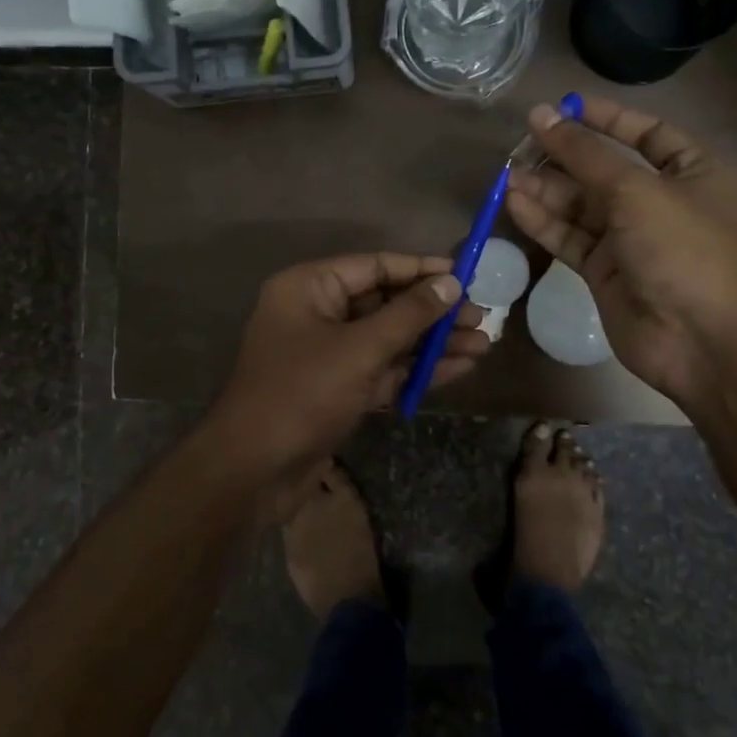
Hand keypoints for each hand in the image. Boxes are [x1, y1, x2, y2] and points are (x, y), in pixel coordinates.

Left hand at [206, 253, 488, 480]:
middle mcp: (316, 313)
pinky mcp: (337, 389)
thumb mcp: (360, 349)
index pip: (373, 266)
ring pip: (387, 339)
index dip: (420, 269)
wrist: (253, 470)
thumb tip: (450, 282)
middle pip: (384, 302)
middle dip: (433, 312)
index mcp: (309, 287)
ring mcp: (327, 354)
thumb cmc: (302, 393)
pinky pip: (382, 369)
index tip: (465, 274)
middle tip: (483, 317)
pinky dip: (415, 370)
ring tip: (483, 344)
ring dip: (432, 343)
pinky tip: (459, 368)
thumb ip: (408, 314)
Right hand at [504, 96, 736, 404]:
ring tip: (507, 175)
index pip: (648, 134)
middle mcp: (662, 203)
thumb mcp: (636, 190)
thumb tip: (542, 115)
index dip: (607, 119)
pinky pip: (570, 238)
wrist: (702, 340)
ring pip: (581, 206)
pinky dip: (544, 222)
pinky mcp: (605, 272)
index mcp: (693, 173)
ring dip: (546, 190)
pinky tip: (514, 203)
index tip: (563, 107)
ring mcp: (631, 240)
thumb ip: (584, 154)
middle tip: (520, 144)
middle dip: (565, 157)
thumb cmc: (684, 249)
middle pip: (605, 171)